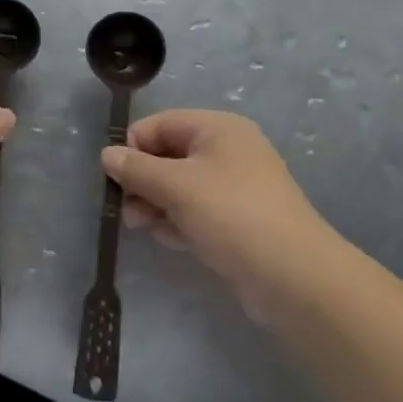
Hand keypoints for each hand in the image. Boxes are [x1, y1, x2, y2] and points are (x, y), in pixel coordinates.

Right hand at [102, 110, 332, 315]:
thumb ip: (136, 169)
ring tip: (146, 228)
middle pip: (169, 155)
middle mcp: (228, 150)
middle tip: (127, 211)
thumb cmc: (231, 215)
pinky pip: (197, 211)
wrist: (295, 277)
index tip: (114, 179)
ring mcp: (236, 187)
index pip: (160, 124)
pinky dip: (179, 221)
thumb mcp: (176, 186)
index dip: (133, 148)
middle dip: (143, 181)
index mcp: (217, 128)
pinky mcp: (239, 220)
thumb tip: (107, 154)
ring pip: (180, 186)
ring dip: (157, 204)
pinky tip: (172, 240)